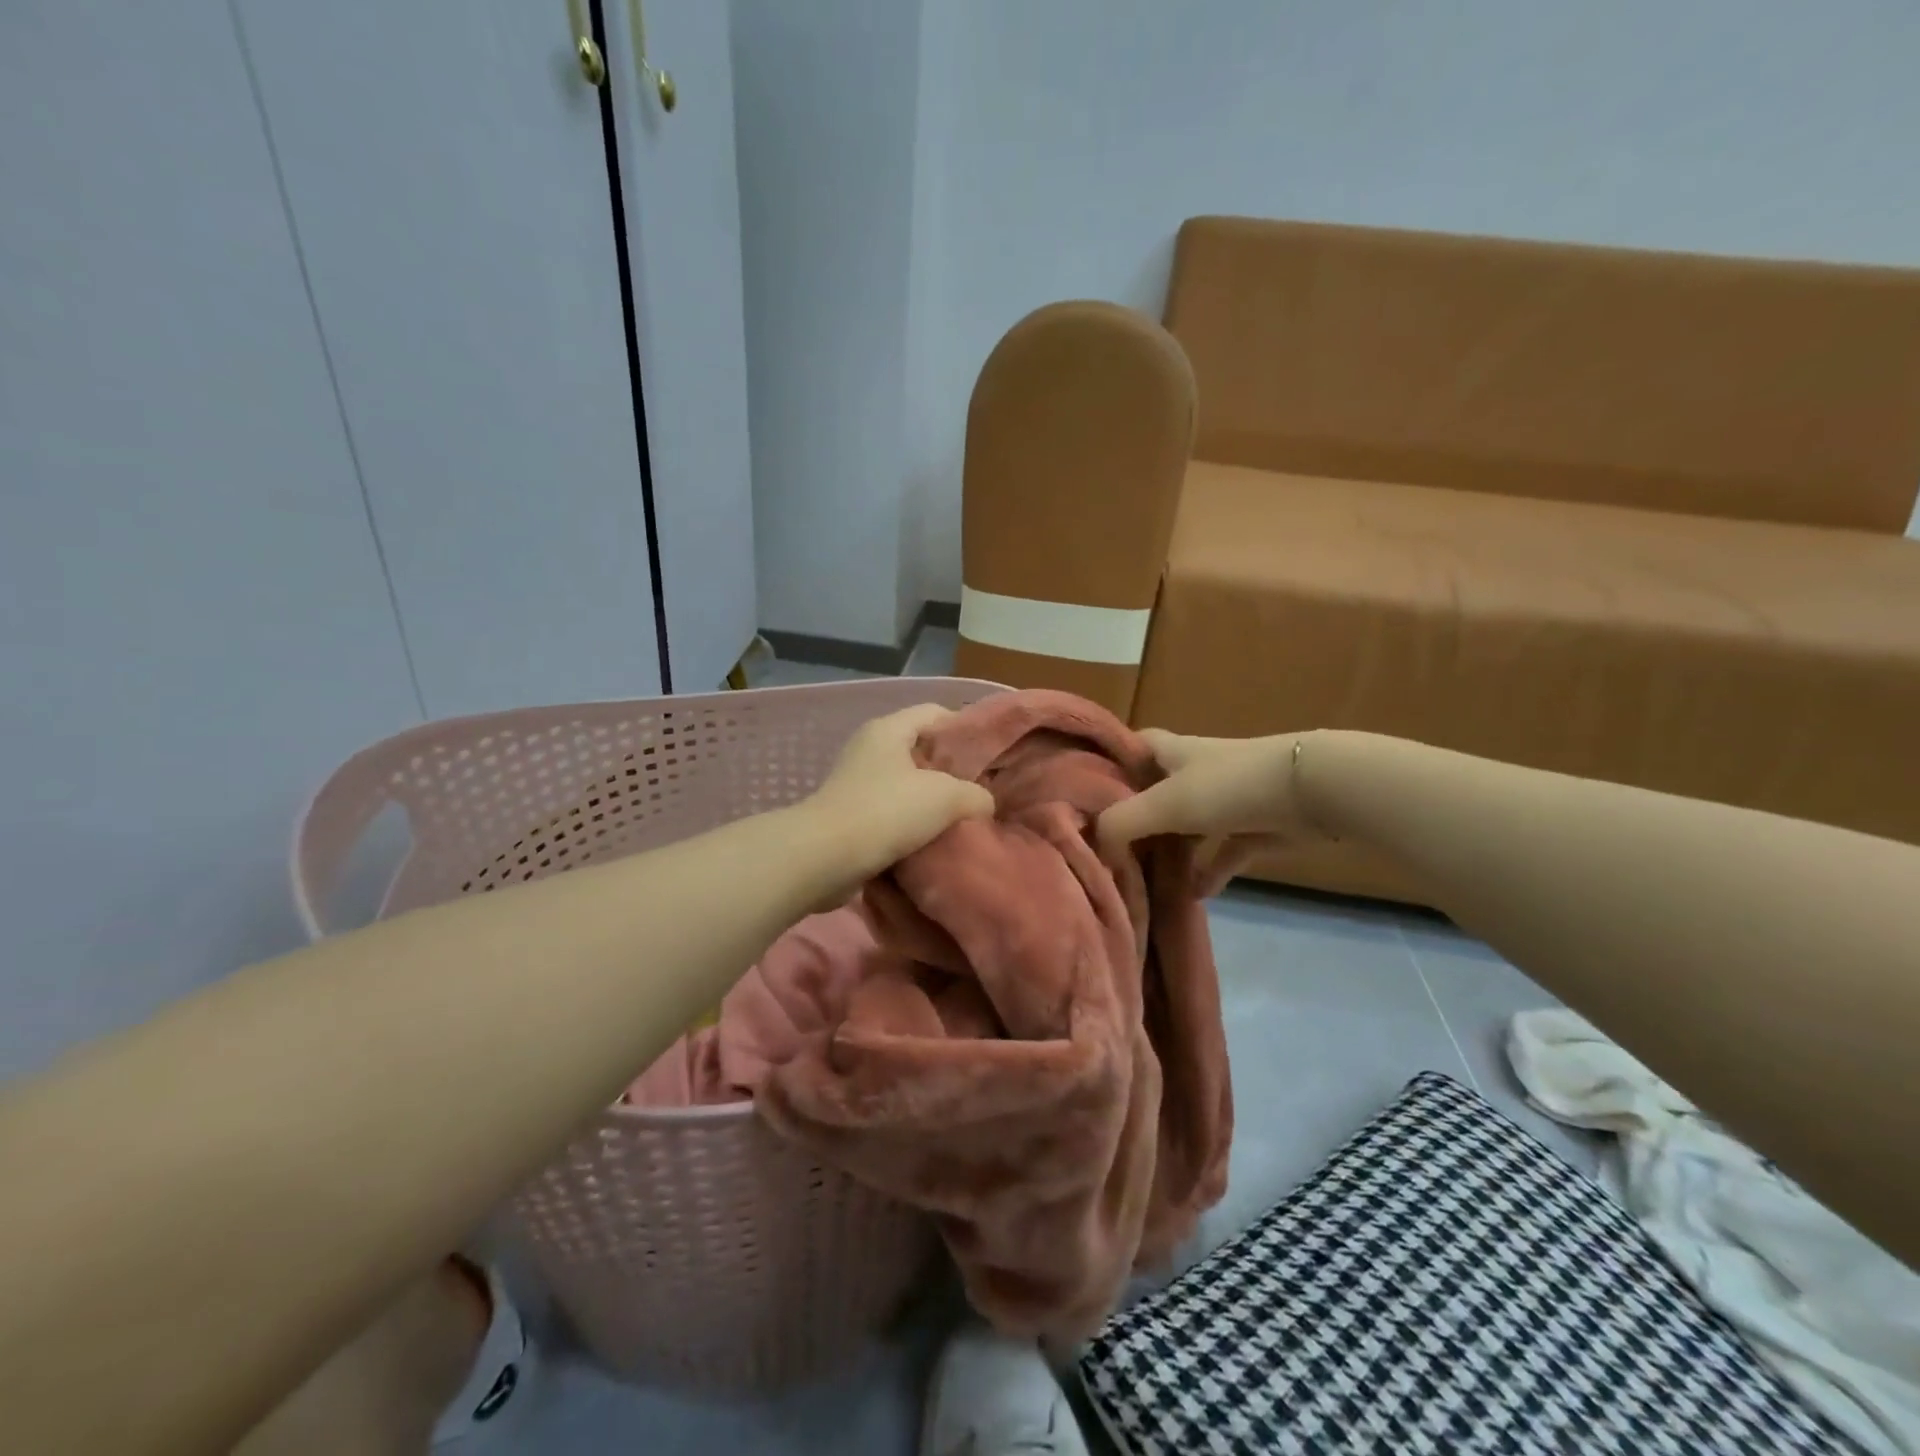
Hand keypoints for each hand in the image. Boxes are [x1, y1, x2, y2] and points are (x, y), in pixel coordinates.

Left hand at [802, 704, 995, 893]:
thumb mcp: (947, 797)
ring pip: (906, 783)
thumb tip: (982, 803)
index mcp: (888, 729)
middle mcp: (869, 748)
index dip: (965, 728)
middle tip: (980, 790)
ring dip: (931, 800)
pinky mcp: (850, 814)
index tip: (989, 755)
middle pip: (920, 749)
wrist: (825, 858)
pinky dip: (911, 823)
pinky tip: (933, 839)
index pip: (934, 712)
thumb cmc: (887, 812)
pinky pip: (890, 810)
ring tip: (961, 818)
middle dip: (950, 769)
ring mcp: (856, 781)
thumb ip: (975, 795)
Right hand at [1098, 730, 1329, 891]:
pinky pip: (1222, 852)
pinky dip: (1208, 872)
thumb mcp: (1165, 803)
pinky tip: (1193, 896)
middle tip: (1106, 844)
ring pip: (1188, 824)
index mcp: (1171, 752)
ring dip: (1170, 849)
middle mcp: (1195, 771)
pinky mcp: (1254, 827)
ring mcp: (1227, 800)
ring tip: (1142, 877)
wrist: (1311, 791)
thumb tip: (1096, 845)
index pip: (1132, 745)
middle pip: (1156, 789)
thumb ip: (1122, 823)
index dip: (1110, 759)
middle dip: (1134, 814)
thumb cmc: (1228, 787)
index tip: (1083, 786)